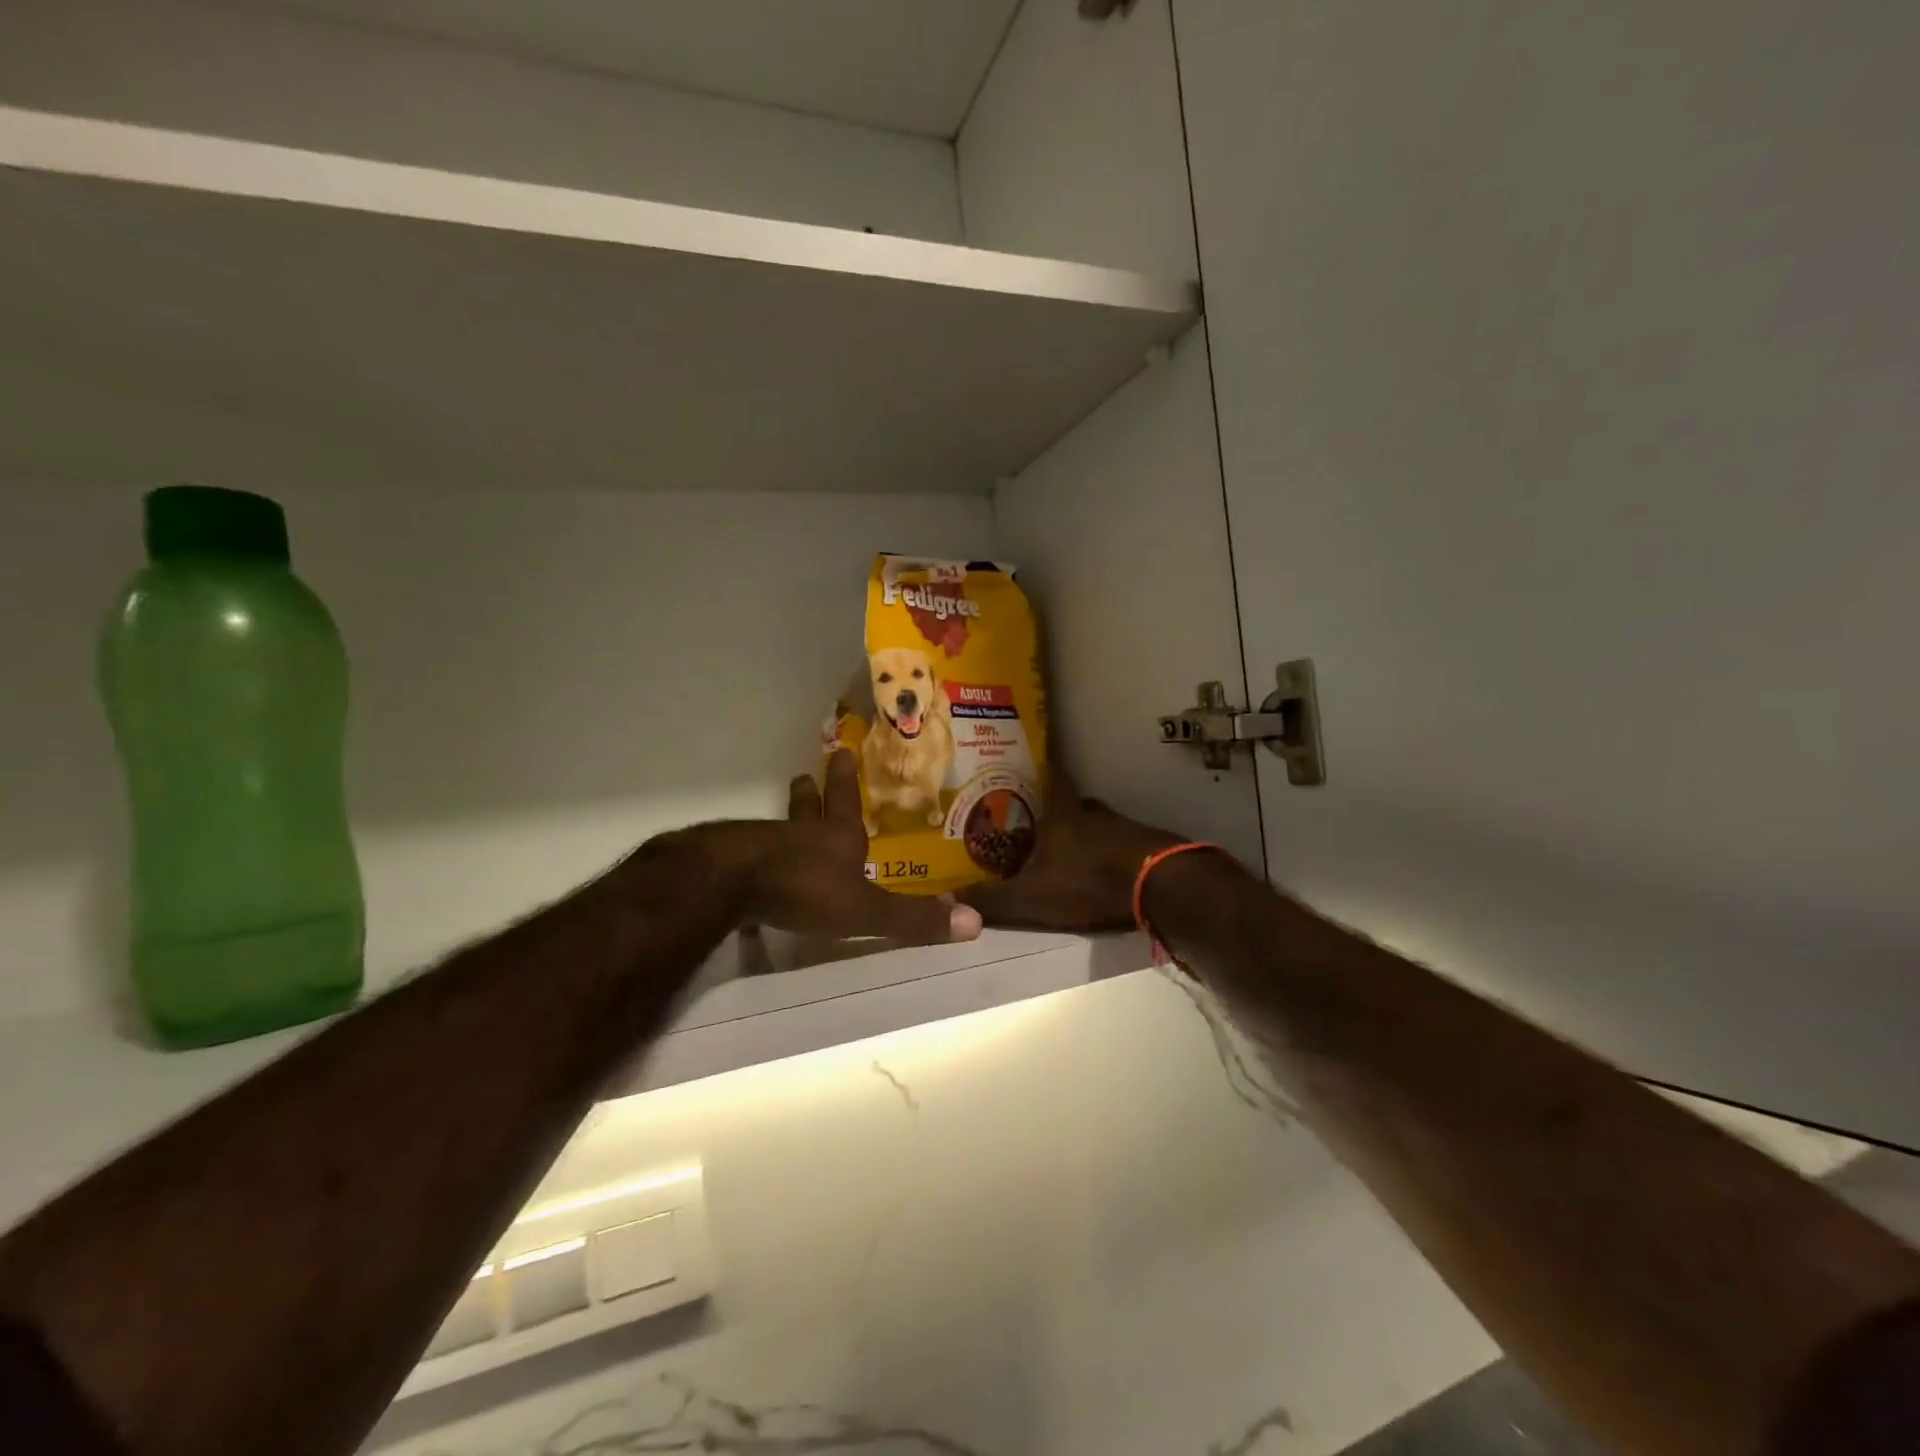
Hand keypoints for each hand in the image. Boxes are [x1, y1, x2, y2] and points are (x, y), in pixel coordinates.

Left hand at [744, 749, 980, 943]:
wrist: (730, 884)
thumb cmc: (806, 888)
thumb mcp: (867, 909)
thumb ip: (913, 918)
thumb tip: (975, 923)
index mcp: (836, 837)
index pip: (845, 801)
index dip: (845, 779)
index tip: (841, 750)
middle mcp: (801, 833)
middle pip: (806, 806)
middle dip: (810, 793)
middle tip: (803, 776)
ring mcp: (763, 845)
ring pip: (778, 827)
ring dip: (785, 822)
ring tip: (781, 822)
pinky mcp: (733, 864)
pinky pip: (749, 855)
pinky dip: (756, 855)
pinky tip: (751, 868)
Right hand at [958, 769, 1182, 931]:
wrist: (1161, 886)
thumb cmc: (1089, 881)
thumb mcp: (1033, 896)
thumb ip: (993, 900)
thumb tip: (949, 900)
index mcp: (1065, 815)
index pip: (1054, 779)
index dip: (1044, 770)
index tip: (1035, 764)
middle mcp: (1095, 815)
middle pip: (1076, 804)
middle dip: (1060, 811)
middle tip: (1041, 823)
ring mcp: (1125, 829)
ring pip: (1099, 826)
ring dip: (1085, 836)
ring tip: (1067, 852)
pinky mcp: (1148, 849)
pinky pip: (1121, 846)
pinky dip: (1108, 855)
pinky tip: (1101, 874)